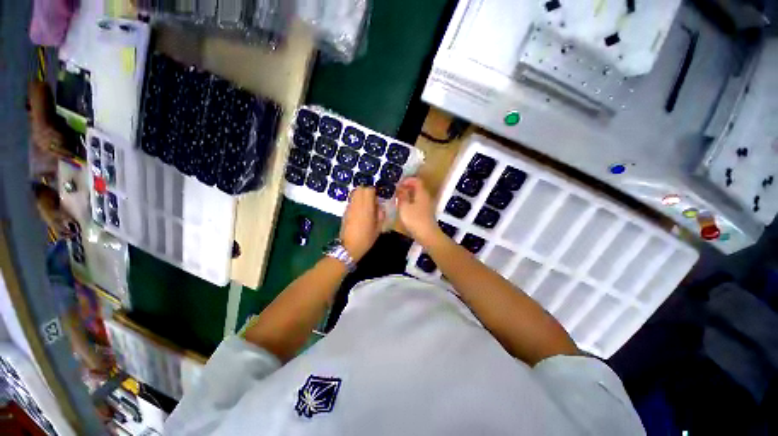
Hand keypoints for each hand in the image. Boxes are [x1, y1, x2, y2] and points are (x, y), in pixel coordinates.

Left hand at [340, 187, 385, 261]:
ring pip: (354, 193)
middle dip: (366, 191)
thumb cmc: (366, 238)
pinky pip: (351, 201)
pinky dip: (356, 202)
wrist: (349, 247)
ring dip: (360, 196)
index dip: (374, 192)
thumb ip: (380, 215)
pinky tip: (359, 211)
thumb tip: (380, 207)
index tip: (378, 198)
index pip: (369, 190)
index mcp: (366, 207)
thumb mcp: (378, 228)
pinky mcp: (345, 211)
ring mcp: (349, 207)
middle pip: (360, 188)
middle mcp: (357, 204)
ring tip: (366, 205)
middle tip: (372, 200)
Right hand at [396, 177, 438, 245]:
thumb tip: (400, 187)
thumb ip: (402, 196)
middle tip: (396, 191)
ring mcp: (427, 205)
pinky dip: (411, 202)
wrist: (427, 235)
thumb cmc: (415, 219)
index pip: (416, 180)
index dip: (407, 180)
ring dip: (408, 196)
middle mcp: (426, 197)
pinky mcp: (426, 213)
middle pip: (417, 188)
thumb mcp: (404, 207)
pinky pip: (418, 203)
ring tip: (398, 199)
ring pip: (417, 196)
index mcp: (422, 193)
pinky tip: (404, 208)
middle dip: (407, 188)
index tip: (398, 184)